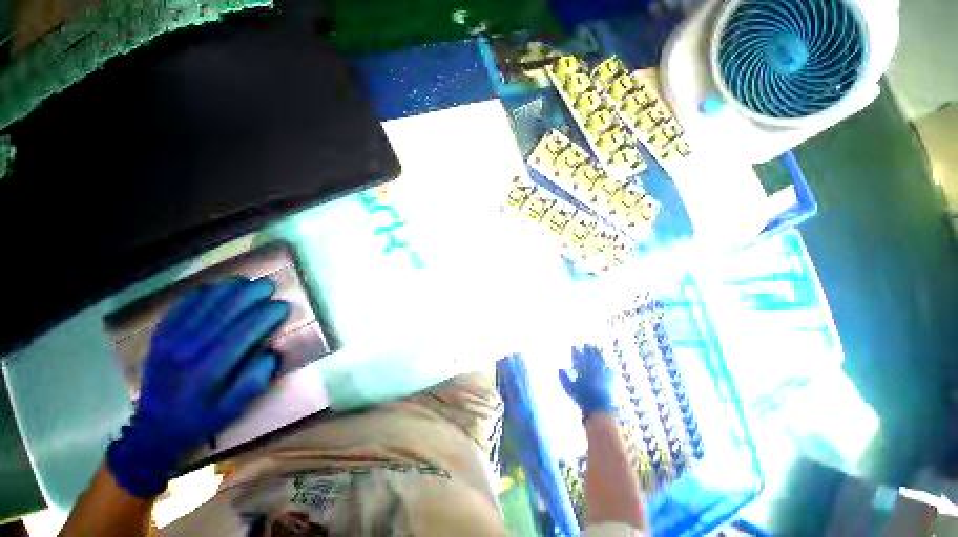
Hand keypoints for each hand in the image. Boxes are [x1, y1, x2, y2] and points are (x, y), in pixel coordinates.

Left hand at [107, 278, 289, 497]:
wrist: (154, 427)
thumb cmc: (200, 418)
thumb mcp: (233, 409)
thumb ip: (254, 381)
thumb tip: (272, 352)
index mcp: (210, 370)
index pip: (244, 332)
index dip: (266, 315)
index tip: (283, 306)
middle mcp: (189, 350)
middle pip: (224, 312)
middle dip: (250, 294)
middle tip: (269, 285)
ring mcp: (171, 340)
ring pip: (203, 304)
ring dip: (227, 289)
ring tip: (247, 281)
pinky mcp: (160, 336)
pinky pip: (181, 307)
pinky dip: (200, 293)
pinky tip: (215, 288)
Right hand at [559, 344, 615, 420]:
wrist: (599, 408)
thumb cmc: (582, 399)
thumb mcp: (569, 389)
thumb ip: (564, 378)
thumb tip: (560, 368)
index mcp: (583, 371)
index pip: (579, 358)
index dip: (576, 352)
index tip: (573, 346)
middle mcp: (593, 371)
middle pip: (591, 357)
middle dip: (589, 350)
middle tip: (587, 344)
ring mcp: (602, 375)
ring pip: (601, 362)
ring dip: (599, 355)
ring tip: (598, 349)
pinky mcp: (609, 382)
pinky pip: (610, 372)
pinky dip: (608, 368)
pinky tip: (609, 367)